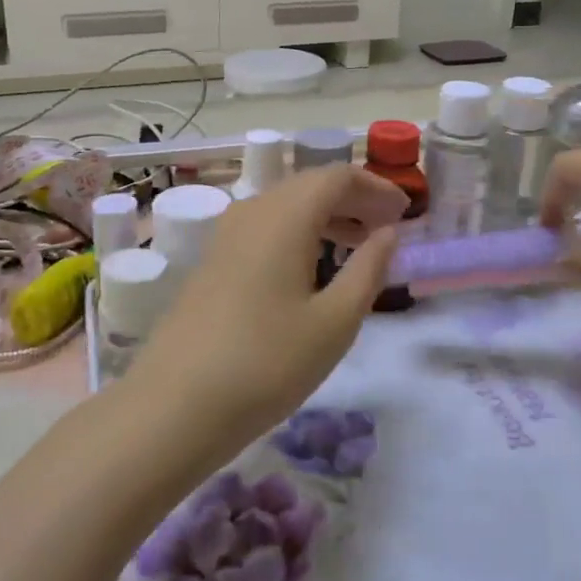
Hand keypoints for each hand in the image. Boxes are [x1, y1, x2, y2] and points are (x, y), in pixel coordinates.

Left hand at [128, 165, 406, 454]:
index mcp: (285, 215)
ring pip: (285, 206)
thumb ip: (368, 269)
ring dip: (326, 216)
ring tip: (358, 246)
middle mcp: (252, 211)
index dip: (376, 187)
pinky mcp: (212, 260)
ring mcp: (226, 235)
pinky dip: (298, 233)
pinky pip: (265, 227)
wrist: (175, 405)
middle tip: (388, 228)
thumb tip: (388, 232)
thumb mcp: (335, 322)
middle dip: (353, 199)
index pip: (338, 176)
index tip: (405, 213)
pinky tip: (312, 268)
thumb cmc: (267, 363)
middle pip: (309, 185)